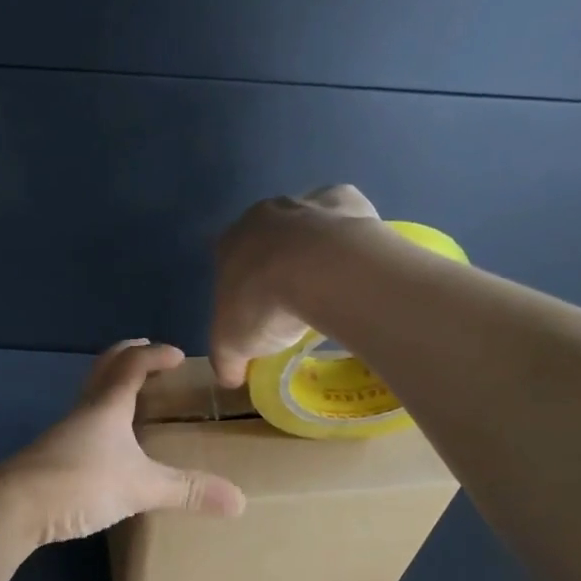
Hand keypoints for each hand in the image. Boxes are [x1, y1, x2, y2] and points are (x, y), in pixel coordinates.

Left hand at [0, 340, 246, 545]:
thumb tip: (239, 501)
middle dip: (127, 357)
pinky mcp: (50, 457)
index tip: (177, 355)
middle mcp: (82, 411)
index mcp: (106, 405)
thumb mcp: (140, 486)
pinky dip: (100, 419)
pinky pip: (82, 425)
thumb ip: (187, 491)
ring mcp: (62, 433)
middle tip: (148, 357)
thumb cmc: (79, 482)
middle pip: (103, 370)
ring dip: (111, 388)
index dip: (155, 354)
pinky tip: (108, 445)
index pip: (131, 364)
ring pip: (90, 397)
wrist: (12, 508)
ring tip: (133, 400)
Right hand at [210, 183, 382, 386]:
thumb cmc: (263, 305)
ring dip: (313, 249)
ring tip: (328, 286)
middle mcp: (262, 215)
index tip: (256, 312)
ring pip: (305, 225)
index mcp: (228, 243)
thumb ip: (227, 361)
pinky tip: (354, 263)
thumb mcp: (232, 346)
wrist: (319, 269)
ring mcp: (304, 204)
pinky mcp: (345, 200)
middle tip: (292, 300)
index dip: (241, 287)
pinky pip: (344, 217)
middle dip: (276, 264)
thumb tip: (230, 379)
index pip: (226, 262)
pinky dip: (348, 235)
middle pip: (266, 239)